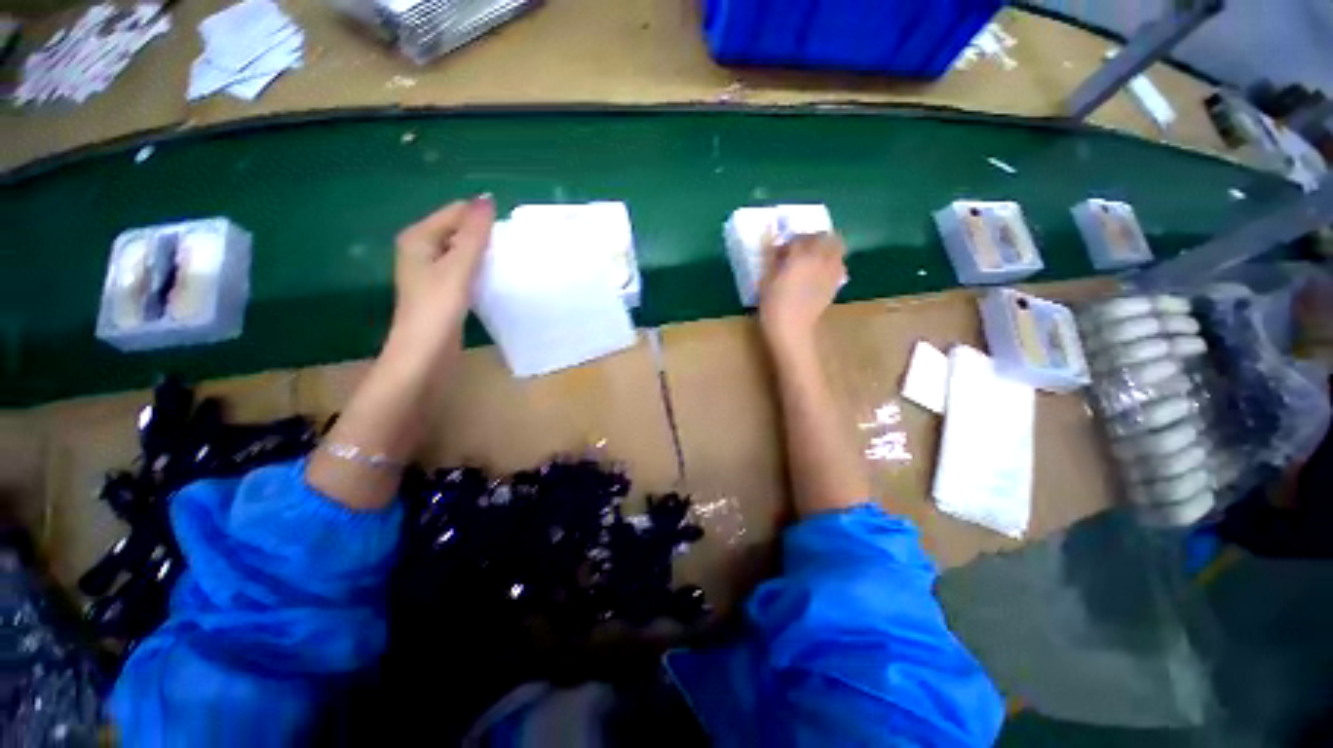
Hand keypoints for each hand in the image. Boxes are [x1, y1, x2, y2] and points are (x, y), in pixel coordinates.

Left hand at [388, 195, 495, 359]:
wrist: (424, 354)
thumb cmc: (437, 308)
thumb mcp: (458, 267)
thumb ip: (473, 235)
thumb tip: (487, 199)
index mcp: (418, 237)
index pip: (456, 212)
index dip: (481, 221)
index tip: (505, 239)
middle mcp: (421, 249)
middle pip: (459, 230)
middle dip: (483, 237)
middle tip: (507, 253)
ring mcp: (431, 270)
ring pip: (463, 250)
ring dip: (483, 254)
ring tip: (505, 264)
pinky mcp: (442, 289)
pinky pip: (464, 268)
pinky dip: (479, 270)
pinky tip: (492, 280)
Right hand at [758, 232, 846, 352]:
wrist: (792, 329)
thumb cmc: (773, 306)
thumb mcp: (766, 280)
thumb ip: (771, 258)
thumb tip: (774, 245)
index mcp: (799, 256)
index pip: (797, 238)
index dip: (787, 243)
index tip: (779, 252)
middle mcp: (819, 258)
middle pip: (824, 237)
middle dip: (812, 239)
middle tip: (800, 248)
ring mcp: (830, 271)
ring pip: (837, 247)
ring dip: (826, 247)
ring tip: (814, 257)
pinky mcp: (835, 284)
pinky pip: (839, 265)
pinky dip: (832, 262)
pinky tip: (821, 272)